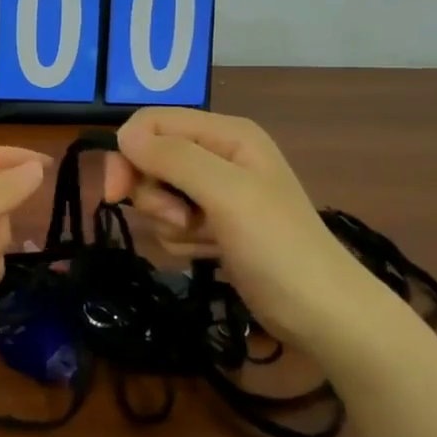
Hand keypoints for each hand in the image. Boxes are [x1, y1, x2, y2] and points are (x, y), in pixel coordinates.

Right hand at [101, 108, 362, 338]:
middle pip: (150, 159)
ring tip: (205, 240)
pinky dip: (183, 241)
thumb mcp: (226, 193)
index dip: (128, 153)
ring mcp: (216, 192)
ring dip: (170, 223)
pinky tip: (210, 253)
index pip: (152, 123)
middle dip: (154, 194)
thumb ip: (175, 158)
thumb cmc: (278, 246)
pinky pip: (171, 223)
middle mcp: (218, 155)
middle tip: (178, 220)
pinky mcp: (213, 225)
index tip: (116, 194)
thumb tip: (122, 134)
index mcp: (225, 133)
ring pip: (158, 195)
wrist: (321, 313)